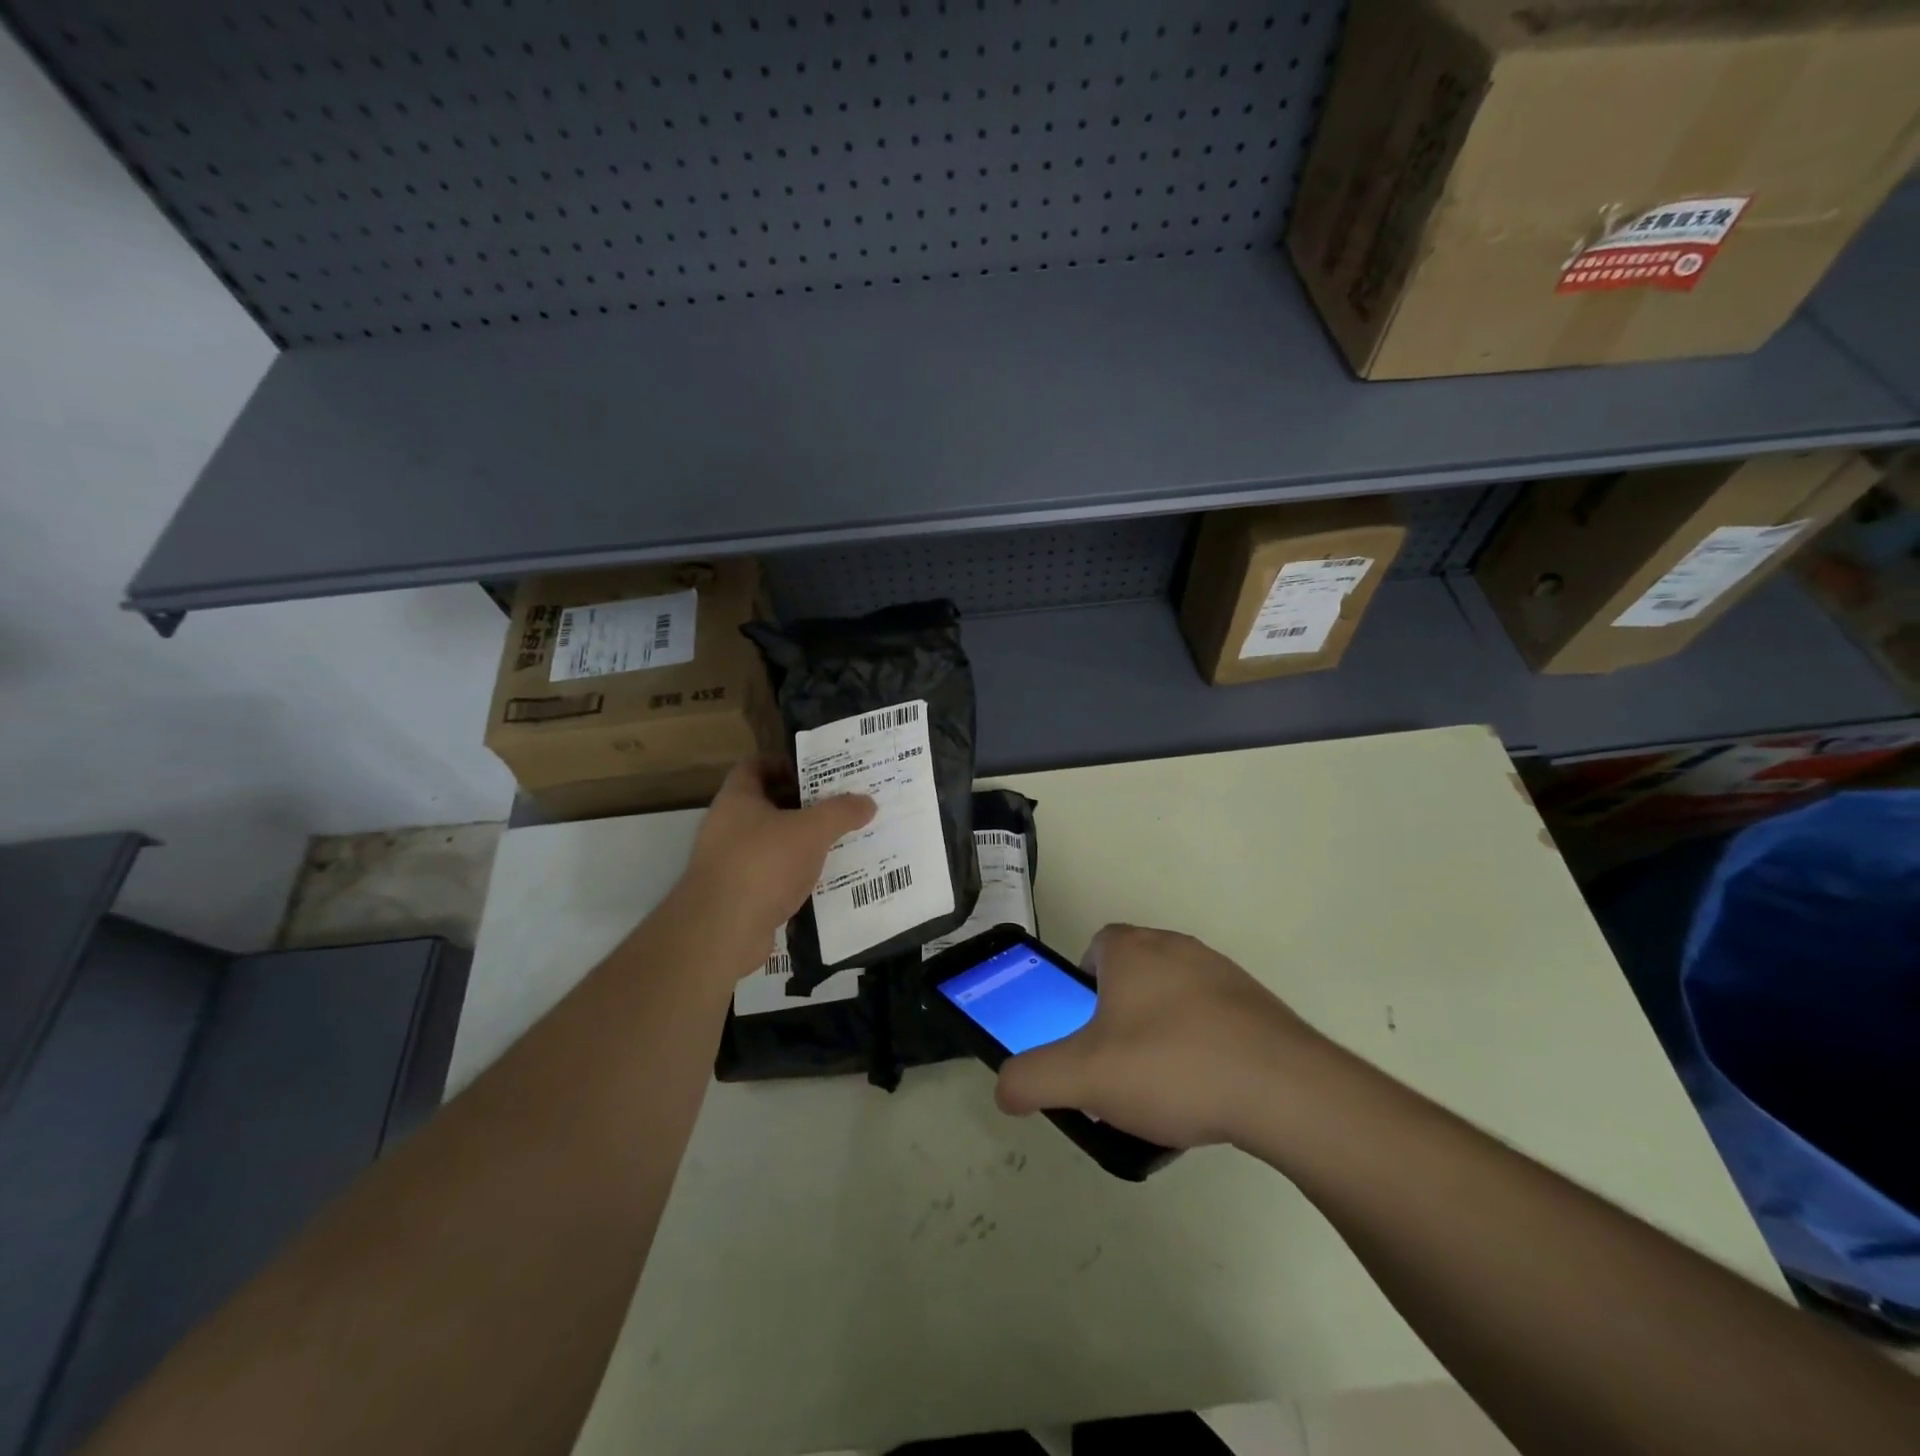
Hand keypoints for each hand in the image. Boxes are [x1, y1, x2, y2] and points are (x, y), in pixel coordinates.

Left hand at [682, 759, 874, 939]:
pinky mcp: (740, 895)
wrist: (722, 931)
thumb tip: (868, 801)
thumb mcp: (811, 830)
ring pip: (775, 842)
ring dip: (804, 842)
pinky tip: (827, 879)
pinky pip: (775, 875)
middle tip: (842, 805)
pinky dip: (798, 875)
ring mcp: (731, 862)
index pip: (756, 765)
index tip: (819, 771)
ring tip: (843, 841)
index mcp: (737, 798)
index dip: (786, 763)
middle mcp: (728, 825)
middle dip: (805, 804)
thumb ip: (841, 812)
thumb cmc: (763, 864)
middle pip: (770, 804)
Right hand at [994, 925, 1317, 1149]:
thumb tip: (1003, 1089)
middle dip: (1119, 1012)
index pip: (1096, 946)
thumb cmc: (1172, 1067)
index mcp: (1133, 950)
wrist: (1284, 1090)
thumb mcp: (1084, 1078)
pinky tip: (1206, 1091)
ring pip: (1175, 996)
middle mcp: (1178, 948)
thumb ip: (1032, 1079)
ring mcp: (1224, 974)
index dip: (1083, 986)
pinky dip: (1202, 1046)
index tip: (1085, 1032)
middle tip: (1116, 1064)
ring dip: (1162, 1031)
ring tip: (1162, 1087)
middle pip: (1134, 972)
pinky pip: (1214, 1019)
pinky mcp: (1259, 1006)